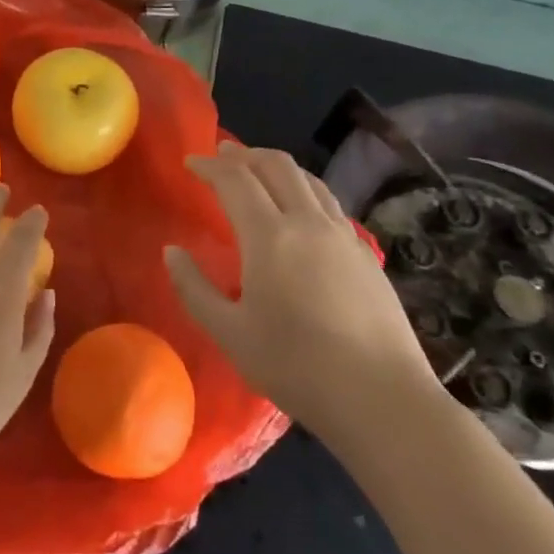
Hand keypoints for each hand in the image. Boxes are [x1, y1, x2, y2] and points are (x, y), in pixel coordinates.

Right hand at [165, 142, 440, 451]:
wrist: (382, 398)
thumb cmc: (295, 366)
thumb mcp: (229, 333)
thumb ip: (193, 288)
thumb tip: (171, 252)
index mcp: (270, 237)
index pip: (235, 181)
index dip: (210, 166)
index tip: (191, 163)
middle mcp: (309, 223)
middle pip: (277, 167)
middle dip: (245, 154)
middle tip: (222, 156)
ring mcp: (344, 237)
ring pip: (309, 181)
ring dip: (278, 167)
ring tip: (258, 172)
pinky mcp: (367, 256)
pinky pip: (330, 205)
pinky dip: (305, 191)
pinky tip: (300, 212)